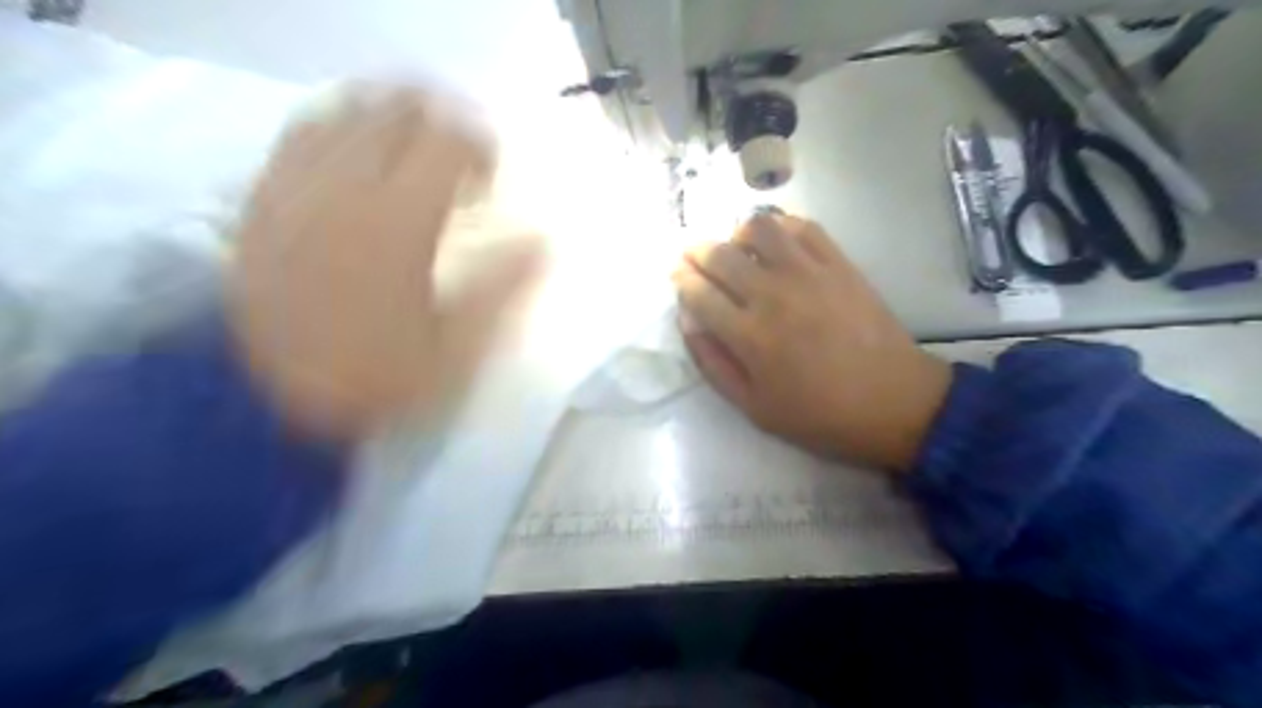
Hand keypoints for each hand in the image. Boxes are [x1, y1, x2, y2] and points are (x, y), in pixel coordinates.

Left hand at [231, 82, 541, 442]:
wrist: (267, 400)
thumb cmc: (374, 377)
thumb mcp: (456, 350)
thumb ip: (503, 289)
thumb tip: (542, 242)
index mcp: (399, 222)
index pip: (447, 139)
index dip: (479, 146)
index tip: (489, 182)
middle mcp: (344, 186)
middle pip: (397, 108)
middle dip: (440, 120)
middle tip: (458, 160)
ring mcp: (296, 186)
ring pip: (349, 109)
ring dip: (392, 117)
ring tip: (413, 151)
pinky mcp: (263, 197)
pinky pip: (302, 132)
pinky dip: (341, 128)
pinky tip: (357, 158)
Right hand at [676, 215, 951, 470]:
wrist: (893, 402)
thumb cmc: (819, 414)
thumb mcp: (754, 407)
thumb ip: (713, 364)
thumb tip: (688, 322)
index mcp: (749, 336)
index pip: (699, 293)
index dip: (680, 279)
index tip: (676, 275)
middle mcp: (772, 295)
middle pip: (720, 255)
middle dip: (696, 252)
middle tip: (692, 257)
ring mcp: (808, 273)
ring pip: (758, 228)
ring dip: (737, 233)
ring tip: (737, 249)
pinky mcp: (839, 263)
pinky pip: (802, 226)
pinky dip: (780, 226)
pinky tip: (776, 242)